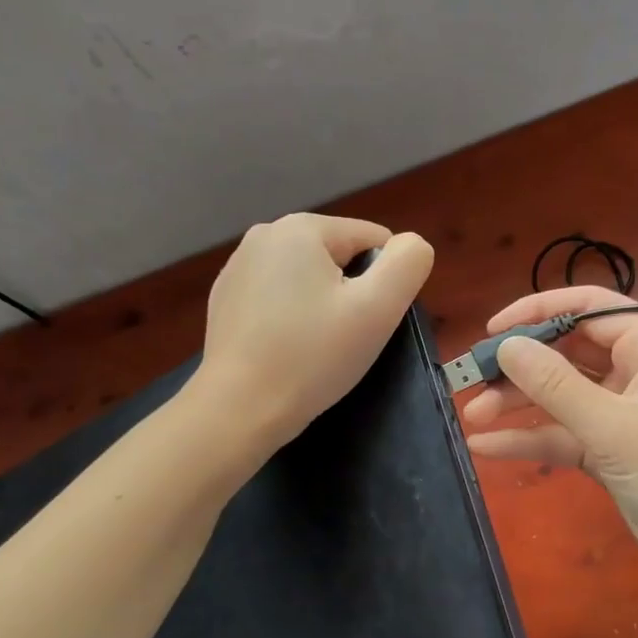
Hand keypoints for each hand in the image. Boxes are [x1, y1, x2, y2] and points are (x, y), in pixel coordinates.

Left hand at [196, 213, 433, 450]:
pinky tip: (286, 350)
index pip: (374, 240)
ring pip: (309, 278)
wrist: (238, 409)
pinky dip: (291, 317)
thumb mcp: (378, 309)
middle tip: (344, 338)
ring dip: (322, 305)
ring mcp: (238, 267)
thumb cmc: (313, 357)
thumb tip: (412, 244)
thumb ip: (408, 264)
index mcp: (301, 227)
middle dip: (351, 292)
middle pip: (339, 256)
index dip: (384, 282)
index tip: (367, 322)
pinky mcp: (225, 299)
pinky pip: (278, 296)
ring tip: (314, 347)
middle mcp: (264, 235)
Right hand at [461, 286, 637, 592]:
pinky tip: (487, 446)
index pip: (589, 308)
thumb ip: (557, 386)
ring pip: (561, 396)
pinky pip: (563, 435)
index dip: (539, 311)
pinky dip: (530, 439)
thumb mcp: (615, 428)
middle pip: (568, 352)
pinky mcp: (611, 453)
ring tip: (471, 414)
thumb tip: (507, 345)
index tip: (493, 329)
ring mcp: (621, 415)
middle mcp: (635, 374)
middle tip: (470, 378)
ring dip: (518, 403)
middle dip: (520, 365)